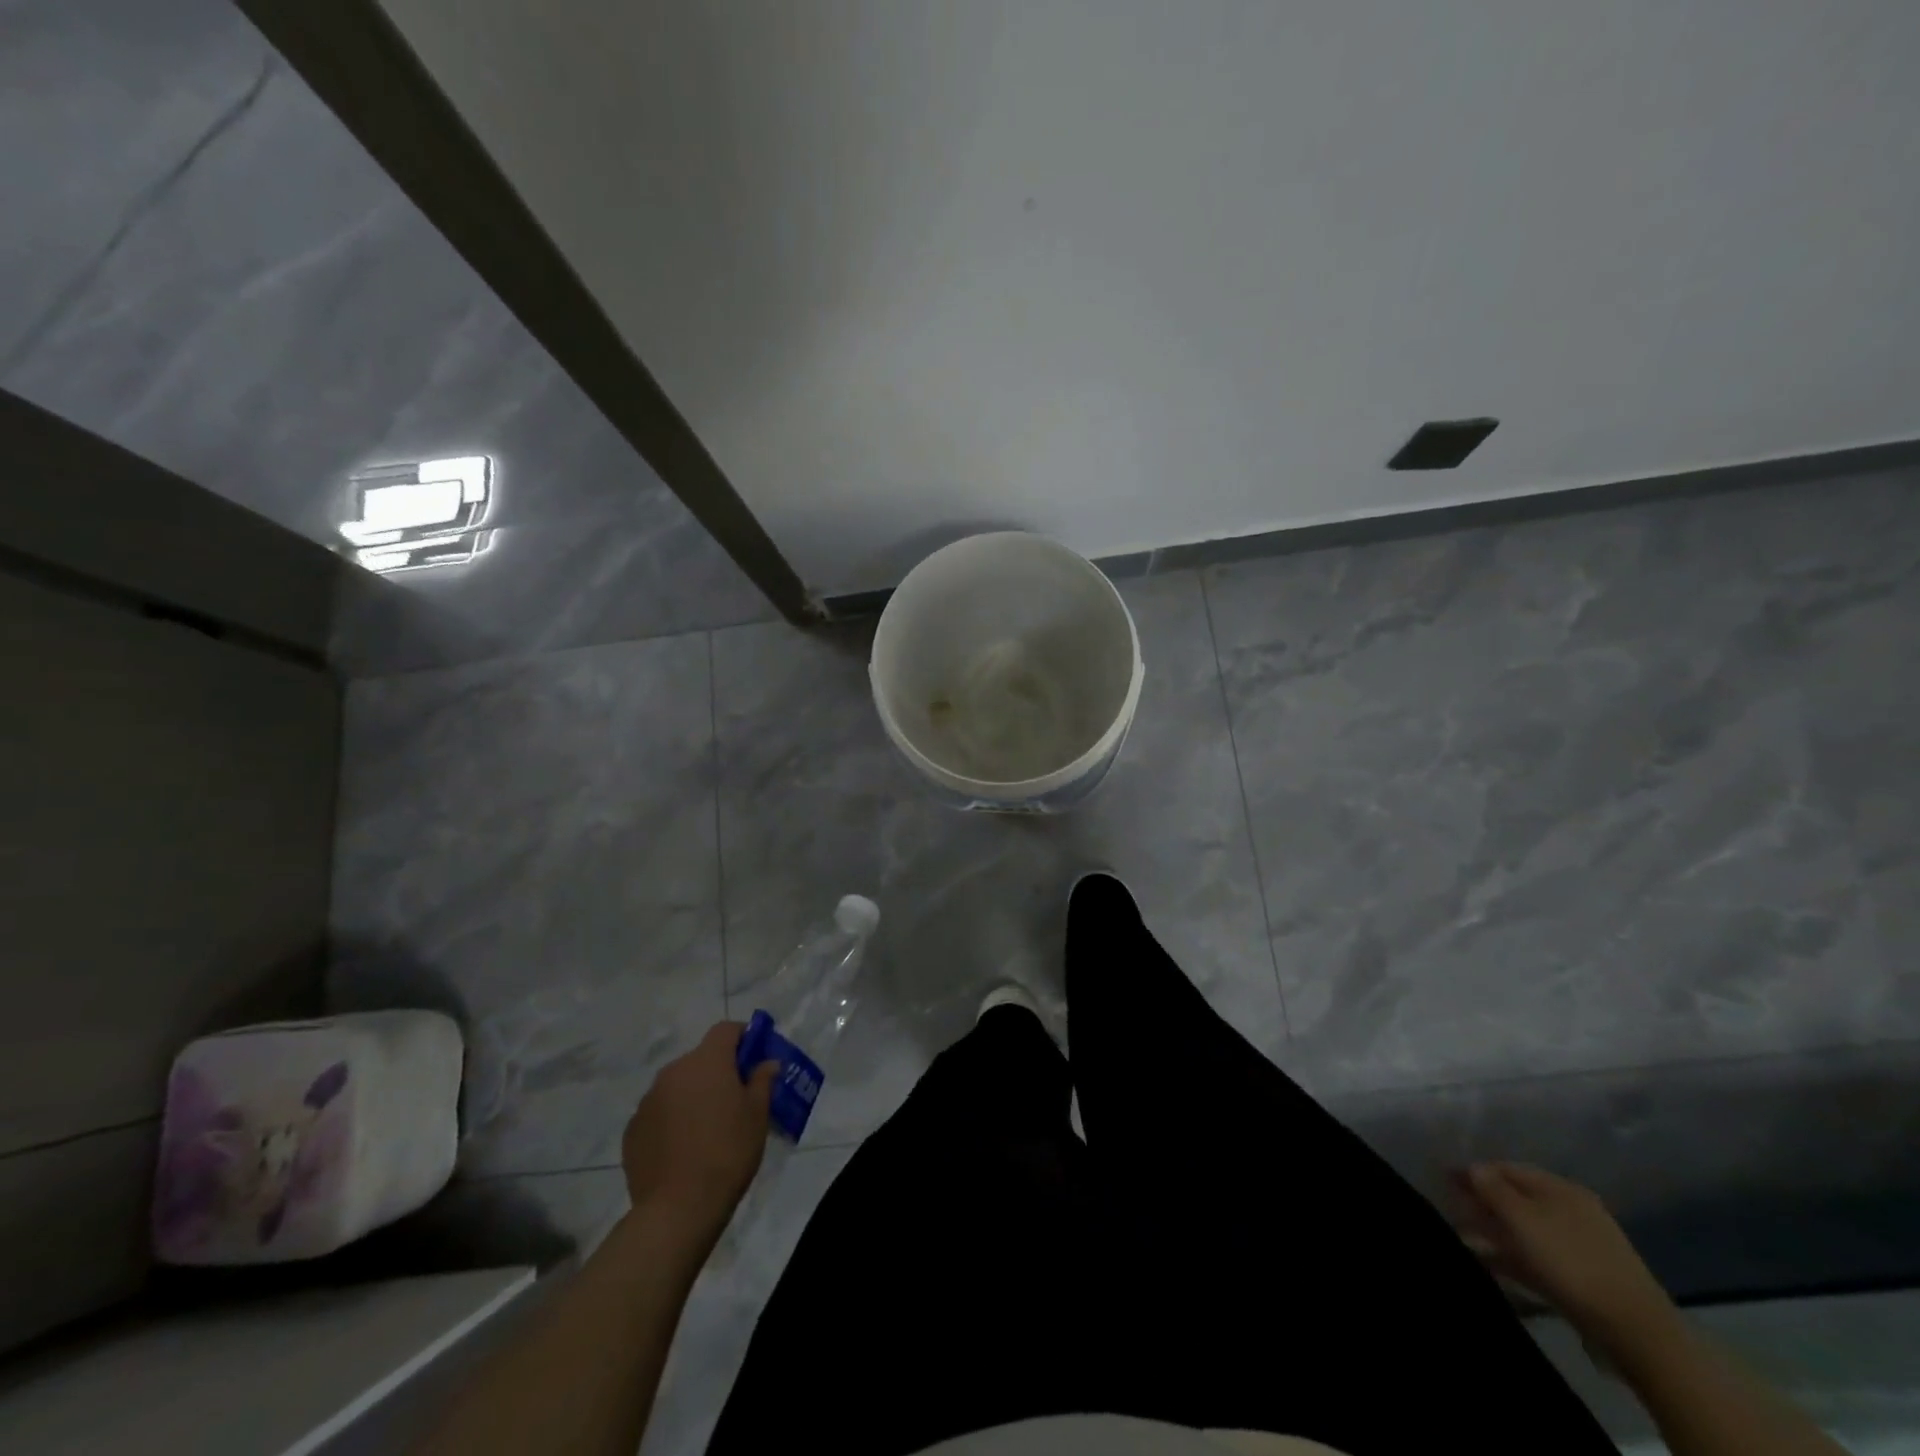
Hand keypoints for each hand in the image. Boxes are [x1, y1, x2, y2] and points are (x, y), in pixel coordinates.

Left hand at [621, 1023, 776, 1235]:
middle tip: (734, 1098)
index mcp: (707, 1061)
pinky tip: (682, 1148)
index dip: (743, 1037)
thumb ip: (762, 1081)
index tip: (754, 1056)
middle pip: (700, 1058)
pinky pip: (658, 1112)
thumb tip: (767, 1063)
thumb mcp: (757, 1115)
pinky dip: (672, 1119)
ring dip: (693, 1095)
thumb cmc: (728, 1152)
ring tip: (706, 1127)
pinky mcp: (632, 1129)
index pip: (726, 1030)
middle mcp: (673, 1071)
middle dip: (718, 1071)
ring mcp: (648, 1100)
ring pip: (677, 1085)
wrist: (678, 1208)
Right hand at [1454, 1162, 1675, 1353]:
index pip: (1507, 1168)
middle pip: (1516, 1198)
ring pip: (1525, 1229)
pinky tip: (1489, 1261)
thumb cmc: (1571, 1261)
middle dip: (1483, 1201)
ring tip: (1462, 1236)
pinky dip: (1511, 1255)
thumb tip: (1473, 1166)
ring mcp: (1578, 1246)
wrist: (1635, 1331)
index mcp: (1561, 1189)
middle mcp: (1571, 1210)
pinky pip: (1537, 1256)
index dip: (1474, 1171)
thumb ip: (1493, 1189)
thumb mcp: (1524, 1219)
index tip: (1444, 1179)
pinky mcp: (1581, 1278)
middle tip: (1450, 1207)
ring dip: (1493, 1230)